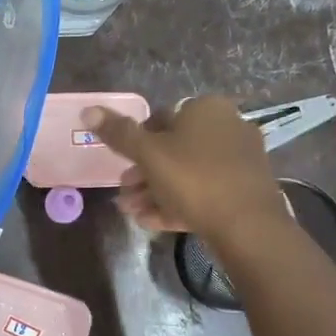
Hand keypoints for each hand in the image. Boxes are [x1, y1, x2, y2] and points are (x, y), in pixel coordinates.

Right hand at [84, 97, 285, 244]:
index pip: (160, 119)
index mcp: (206, 109)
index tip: (122, 167)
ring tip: (132, 212)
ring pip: (187, 173)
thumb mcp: (149, 154)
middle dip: (144, 174)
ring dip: (155, 192)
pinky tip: (152, 222)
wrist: (247, 225)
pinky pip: (204, 191)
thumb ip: (119, 133)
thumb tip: (87, 111)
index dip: (136, 144)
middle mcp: (227, 127)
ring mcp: (238, 160)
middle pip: (174, 149)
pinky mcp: (244, 189)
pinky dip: (177, 203)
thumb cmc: (194, 179)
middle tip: (124, 195)